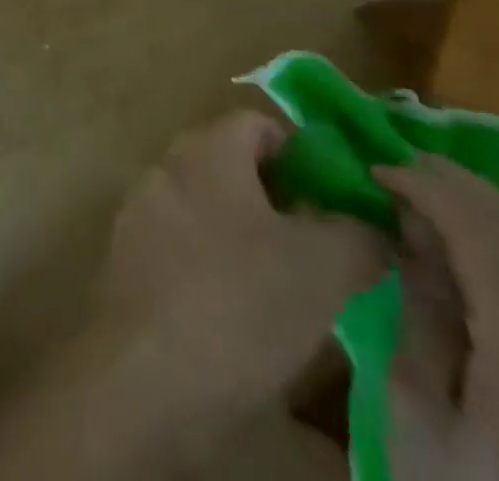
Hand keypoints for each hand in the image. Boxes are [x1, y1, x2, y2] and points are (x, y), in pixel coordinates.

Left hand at [89, 110, 384, 448]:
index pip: (258, 124)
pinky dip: (209, 263)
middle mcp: (167, 165)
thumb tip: (372, 224)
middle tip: (318, 248)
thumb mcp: (324, 269)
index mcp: (208, 149)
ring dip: (243, 233)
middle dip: (277, 199)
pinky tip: (234, 312)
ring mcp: (140, 209)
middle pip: (230, 164)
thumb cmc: (240, 303)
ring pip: (205, 206)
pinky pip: (179, 243)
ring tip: (282, 287)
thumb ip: (358, 235)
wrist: (146, 374)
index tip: (335, 202)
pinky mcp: (126, 256)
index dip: (302, 155)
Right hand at [378, 157, 498, 480]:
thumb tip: (411, 232)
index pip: (482, 234)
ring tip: (430, 190)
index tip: (375, 170)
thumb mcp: (418, 417)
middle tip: (397, 166)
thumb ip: (420, 315)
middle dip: (455, 185)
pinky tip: (480, 238)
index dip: (426, 188)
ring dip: (487, 207)